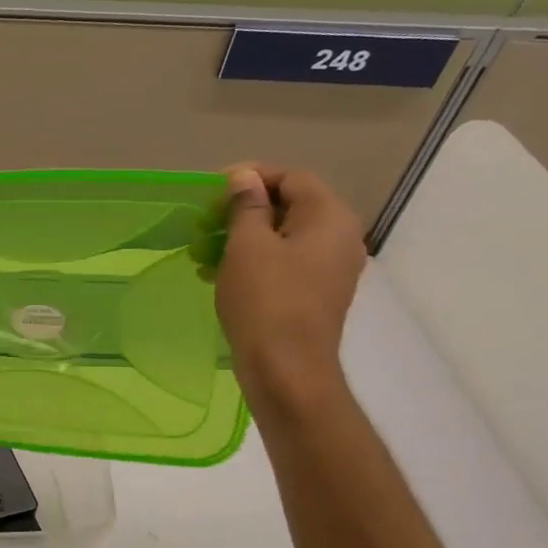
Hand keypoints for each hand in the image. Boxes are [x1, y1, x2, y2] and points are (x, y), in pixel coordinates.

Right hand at [209, 164, 366, 411]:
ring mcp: (332, 269)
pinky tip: (221, 275)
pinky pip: (287, 264)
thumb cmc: (265, 301)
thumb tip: (245, 178)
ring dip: (245, 238)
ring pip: (285, 238)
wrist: (287, 369)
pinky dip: (256, 262)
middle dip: (245, 210)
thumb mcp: (247, 246)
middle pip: (291, 206)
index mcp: (329, 217)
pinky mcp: (318, 295)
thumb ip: (247, 206)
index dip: (252, 177)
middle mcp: (340, 237)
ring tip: (206, 252)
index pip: (292, 178)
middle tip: (207, 223)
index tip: (214, 192)